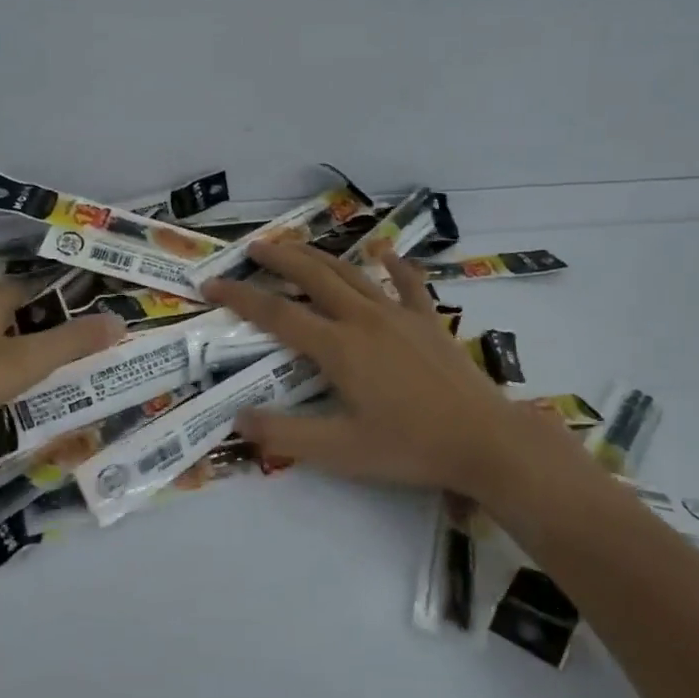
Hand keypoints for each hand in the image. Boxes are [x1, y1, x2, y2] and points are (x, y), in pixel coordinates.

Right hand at [202, 244, 579, 504]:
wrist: (486, 441)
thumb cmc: (410, 447)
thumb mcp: (341, 451)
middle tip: (253, 248)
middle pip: (313, 277)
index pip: (277, 314)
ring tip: (296, 246)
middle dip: (279, 259)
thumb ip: (286, 435)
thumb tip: (239, 419)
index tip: (212, 285)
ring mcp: (399, 315)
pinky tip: (384, 254)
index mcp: (338, 347)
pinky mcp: (428, 321)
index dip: (240, 297)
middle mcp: (363, 319)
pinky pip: (408, 284)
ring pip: (351, 273)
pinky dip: (393, 266)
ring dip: (320, 256)